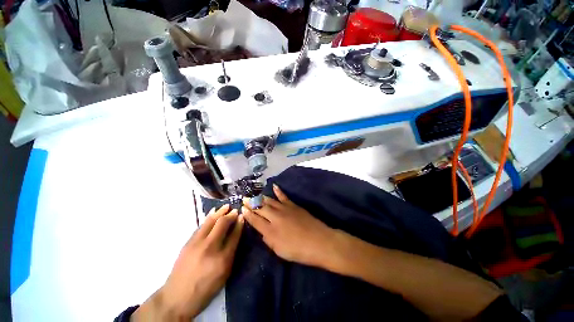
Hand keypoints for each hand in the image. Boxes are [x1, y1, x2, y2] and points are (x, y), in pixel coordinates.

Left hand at [133, 204, 243, 320]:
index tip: (242, 216)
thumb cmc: (206, 288)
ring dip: (220, 212)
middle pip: (222, 224)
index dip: (239, 224)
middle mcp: (210, 248)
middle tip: (235, 210)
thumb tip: (236, 235)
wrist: (178, 297)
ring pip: (210, 221)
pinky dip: (209, 217)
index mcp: (223, 258)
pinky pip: (201, 226)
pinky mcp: (188, 243)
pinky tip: (213, 213)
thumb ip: (231, 252)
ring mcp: (197, 243)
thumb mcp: (224, 274)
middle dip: (230, 215)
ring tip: (226, 206)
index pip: (234, 235)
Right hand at [242, 184, 336, 267]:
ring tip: (254, 195)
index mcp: (270, 230)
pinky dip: (278, 191)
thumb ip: (268, 240)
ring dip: (261, 198)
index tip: (242, 209)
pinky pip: (283, 196)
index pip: (255, 220)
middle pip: (260, 208)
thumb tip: (262, 231)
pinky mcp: (293, 205)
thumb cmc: (298, 250)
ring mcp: (284, 209)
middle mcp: (275, 217)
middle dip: (251, 203)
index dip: (248, 214)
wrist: (318, 241)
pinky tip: (274, 186)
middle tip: (244, 199)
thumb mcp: (279, 250)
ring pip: (269, 201)